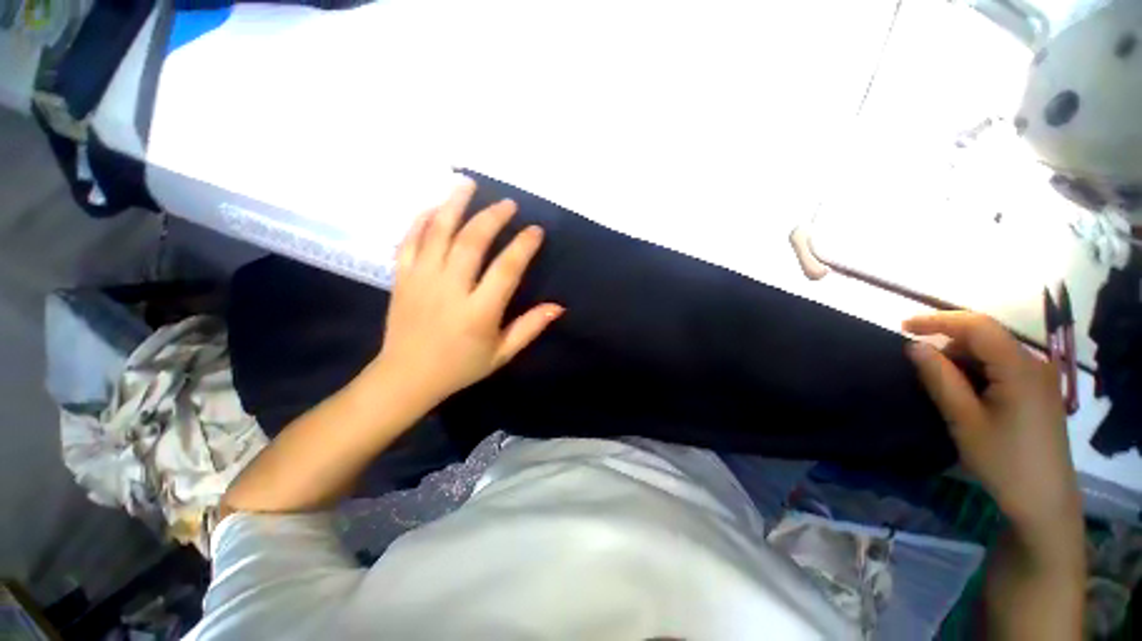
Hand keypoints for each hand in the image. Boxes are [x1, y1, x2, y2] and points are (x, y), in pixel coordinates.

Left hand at [373, 177, 562, 410]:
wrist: (406, 377)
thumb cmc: (460, 367)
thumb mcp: (502, 354)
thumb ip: (529, 328)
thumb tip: (558, 306)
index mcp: (478, 312)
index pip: (506, 269)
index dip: (523, 246)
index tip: (536, 230)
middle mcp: (450, 289)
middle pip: (472, 241)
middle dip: (492, 217)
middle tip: (508, 204)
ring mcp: (421, 280)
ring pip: (438, 232)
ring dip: (454, 205)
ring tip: (468, 184)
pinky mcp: (401, 278)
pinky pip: (409, 240)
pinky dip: (422, 220)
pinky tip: (435, 207)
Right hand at [903, 312, 1080, 535]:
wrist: (1044, 501)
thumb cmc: (1003, 460)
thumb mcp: (964, 419)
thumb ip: (939, 378)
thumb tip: (914, 346)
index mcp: (1019, 368)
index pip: (978, 326)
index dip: (938, 320)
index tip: (903, 326)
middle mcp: (1035, 364)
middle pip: (986, 336)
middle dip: (948, 340)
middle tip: (917, 359)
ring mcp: (1040, 377)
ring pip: (993, 351)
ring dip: (962, 357)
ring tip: (939, 379)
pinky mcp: (1038, 391)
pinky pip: (1003, 366)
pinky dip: (977, 369)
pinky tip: (965, 389)